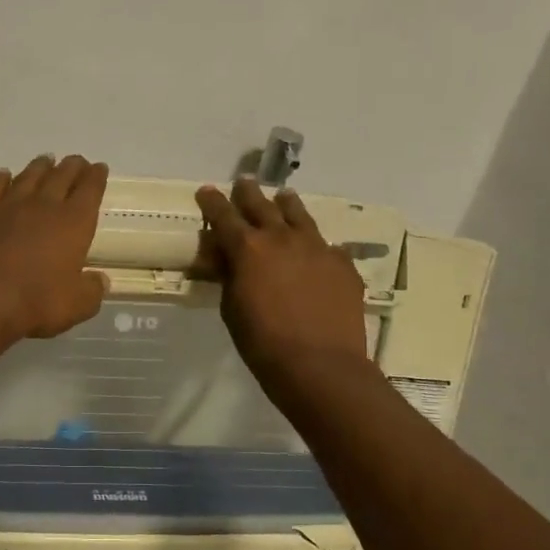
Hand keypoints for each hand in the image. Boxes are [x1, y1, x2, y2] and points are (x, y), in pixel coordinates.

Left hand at [0, 155, 109, 341]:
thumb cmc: (36, 302)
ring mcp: (10, 206)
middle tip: (77, 161)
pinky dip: (1, 179)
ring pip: (29, 177)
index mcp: (74, 223)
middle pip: (61, 176)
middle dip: (72, 167)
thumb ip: (92, 290)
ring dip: (40, 167)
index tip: (99, 168)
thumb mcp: (77, 305)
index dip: (96, 177)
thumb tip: (99, 281)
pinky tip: (4, 174)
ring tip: (46, 160)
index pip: (90, 190)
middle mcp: (44, 206)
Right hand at [197, 178, 368, 382]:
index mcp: (248, 249)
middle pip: (262, 205)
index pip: (223, 216)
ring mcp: (317, 248)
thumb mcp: (232, 310)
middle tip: (243, 184)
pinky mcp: (343, 264)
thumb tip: (225, 259)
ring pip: (299, 215)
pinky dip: (316, 244)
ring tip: (283, 197)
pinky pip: (327, 245)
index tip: (206, 191)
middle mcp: (282, 238)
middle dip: (248, 193)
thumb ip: (229, 277)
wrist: (320, 365)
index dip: (212, 202)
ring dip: (286, 205)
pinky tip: (317, 250)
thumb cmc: (263, 343)